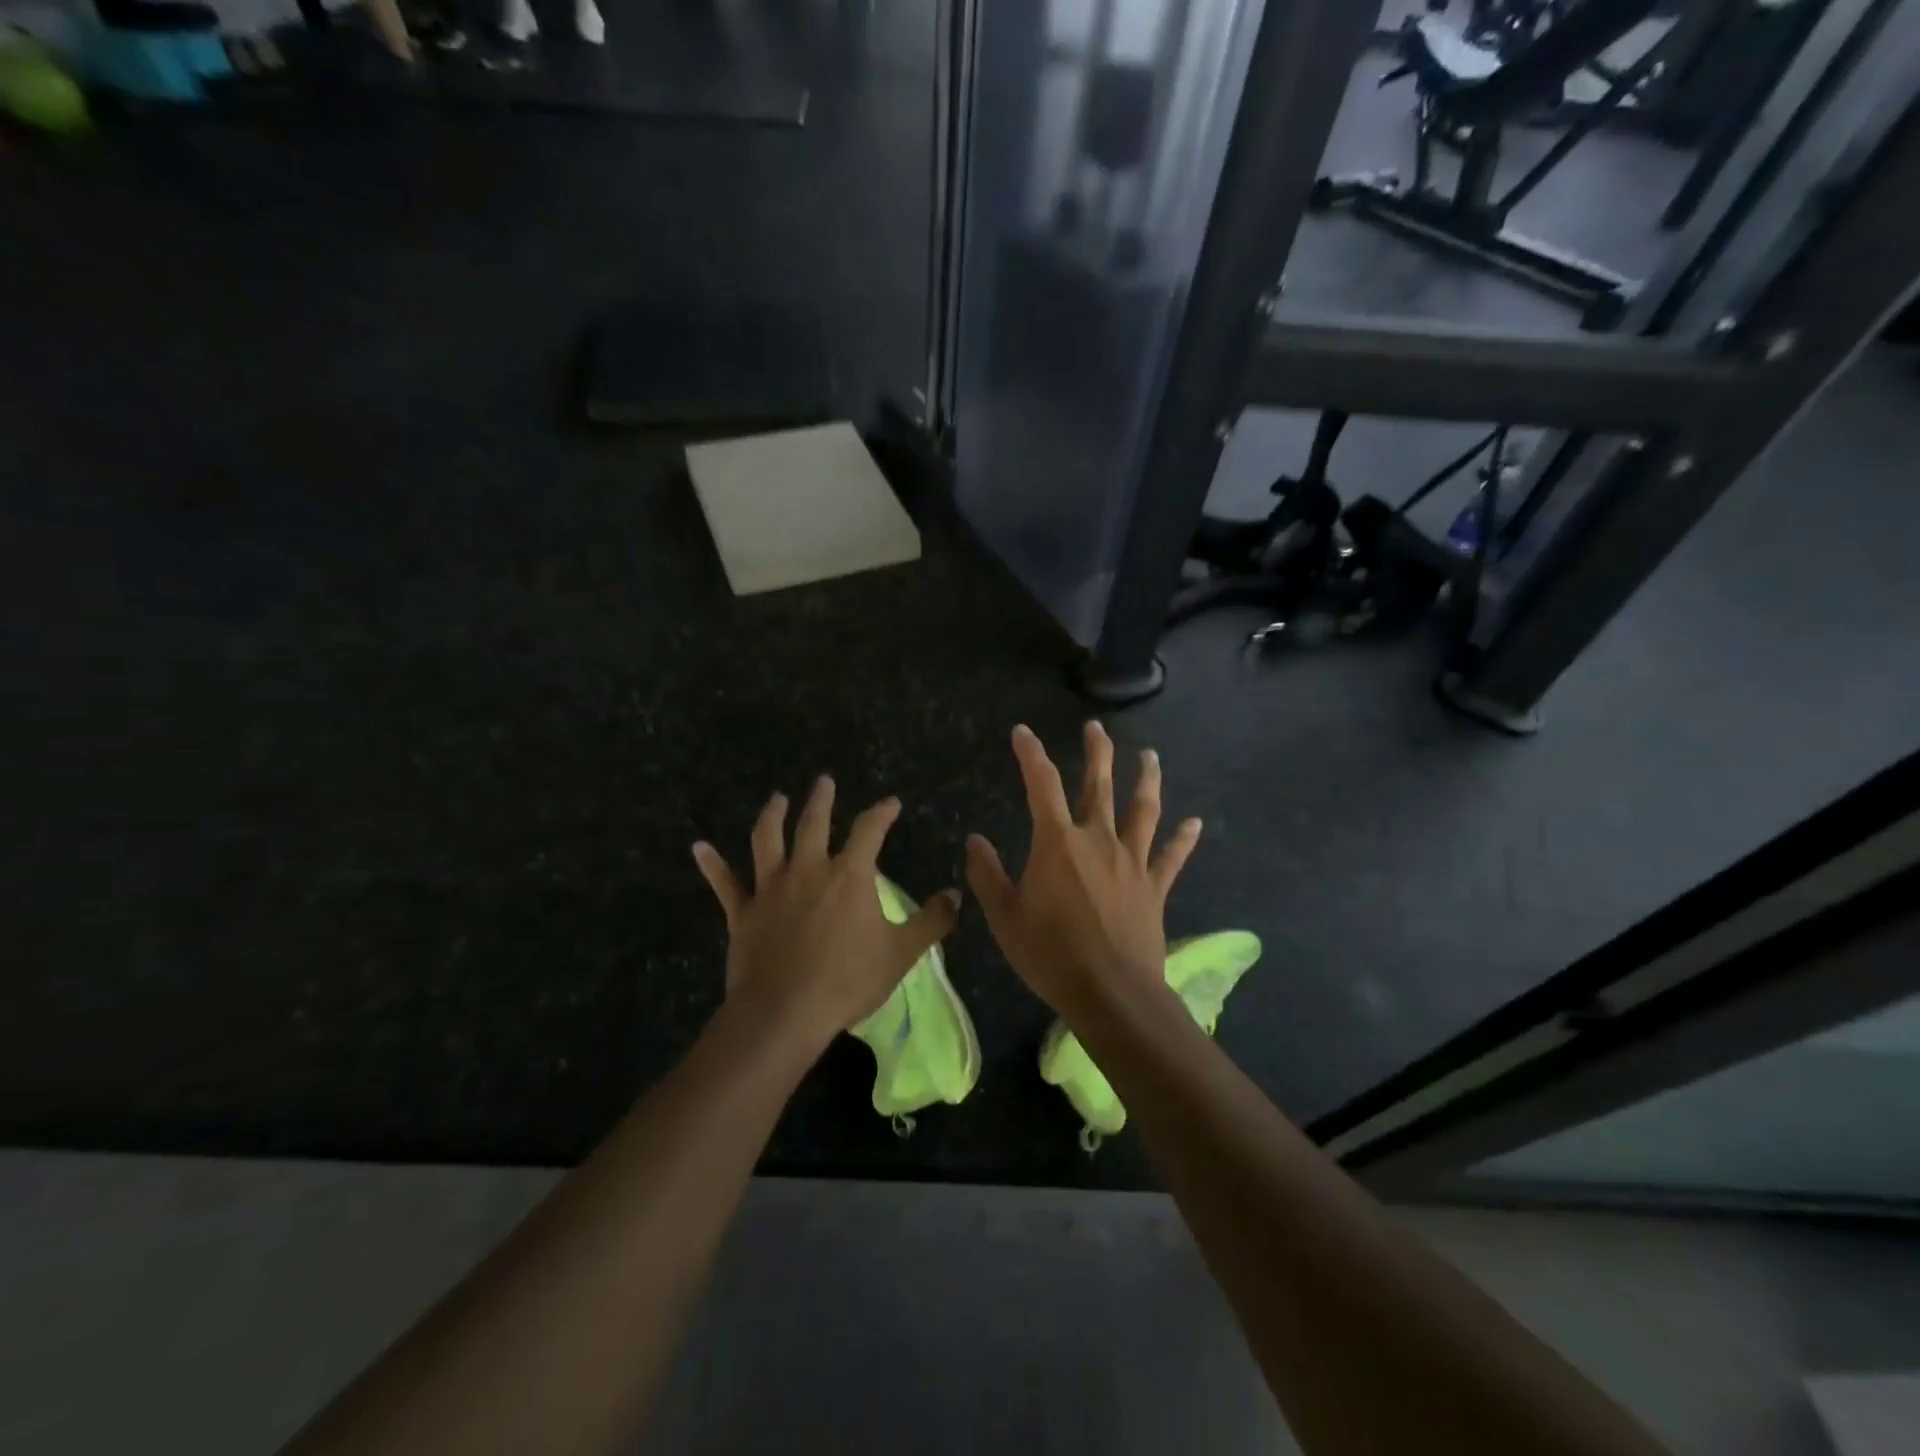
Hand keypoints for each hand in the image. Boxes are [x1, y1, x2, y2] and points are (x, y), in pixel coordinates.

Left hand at [692, 778, 960, 1050]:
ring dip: (772, 815)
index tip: (891, 803)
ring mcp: (771, 888)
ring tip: (777, 799)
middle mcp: (808, 869)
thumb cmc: (847, 981)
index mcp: (849, 875)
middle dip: (821, 799)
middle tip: (823, 781)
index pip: (870, 830)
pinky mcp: (743, 912)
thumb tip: (956, 895)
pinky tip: (699, 847)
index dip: (882, 812)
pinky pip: (725, 883)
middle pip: (813, 822)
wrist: (784, 1013)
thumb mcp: (901, 953)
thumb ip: (932, 921)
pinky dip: (712, 864)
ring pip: (767, 840)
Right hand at [965, 723, 1201, 1023]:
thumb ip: (988, 874)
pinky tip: (1195, 823)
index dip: (1031, 754)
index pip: (1041, 784)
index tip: (1023, 732)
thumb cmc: (1050, 953)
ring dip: (1147, 780)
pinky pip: (1172, 858)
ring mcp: (1132, 862)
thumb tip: (974, 839)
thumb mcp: (1005, 916)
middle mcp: (1098, 840)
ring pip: (1143, 811)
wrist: (1111, 993)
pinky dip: (1183, 839)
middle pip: (1099, 785)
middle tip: (1096, 727)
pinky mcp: (1154, 888)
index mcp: (1058, 842)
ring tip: (1151, 756)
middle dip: (1097, 753)